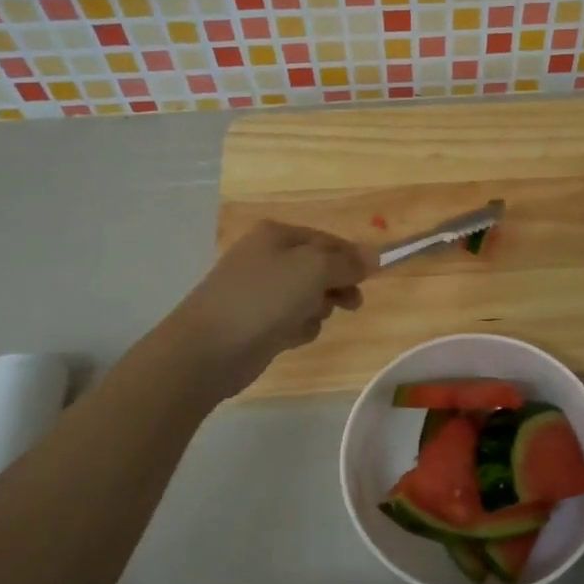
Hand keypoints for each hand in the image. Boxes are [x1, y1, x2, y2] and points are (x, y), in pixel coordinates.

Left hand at [164, 220, 375, 397]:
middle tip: (352, 304)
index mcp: (277, 235)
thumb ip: (347, 262)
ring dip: (317, 309)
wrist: (209, 348)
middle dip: (336, 285)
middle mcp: (267, 258)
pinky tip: (291, 337)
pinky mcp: (258, 323)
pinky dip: (299, 328)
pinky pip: (293, 320)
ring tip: (309, 320)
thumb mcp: (314, 269)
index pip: (328, 240)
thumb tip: (374, 255)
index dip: (352, 258)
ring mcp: (260, 291)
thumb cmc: (264, 298)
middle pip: (319, 268)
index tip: (372, 278)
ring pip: (308, 296)